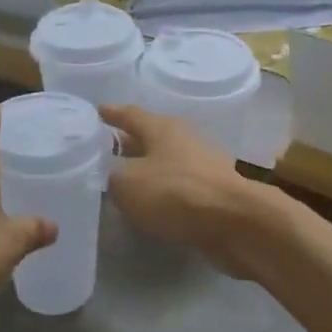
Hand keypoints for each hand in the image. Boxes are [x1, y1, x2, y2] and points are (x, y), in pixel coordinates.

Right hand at [100, 105, 269, 277]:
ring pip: (166, 161)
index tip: (98, 110)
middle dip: (129, 142)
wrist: (233, 221)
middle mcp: (184, 138)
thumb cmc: (174, 192)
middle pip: (150, 136)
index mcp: (162, 127)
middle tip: (106, 149)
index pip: (130, 115)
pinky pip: (180, 185)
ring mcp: (204, 164)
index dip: (112, 113)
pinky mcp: (214, 191)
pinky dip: (164, 190)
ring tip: (126, 178)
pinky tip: (153, 202)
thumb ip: (113, 176)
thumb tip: (113, 175)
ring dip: (148, 168)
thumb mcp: (127, 184)